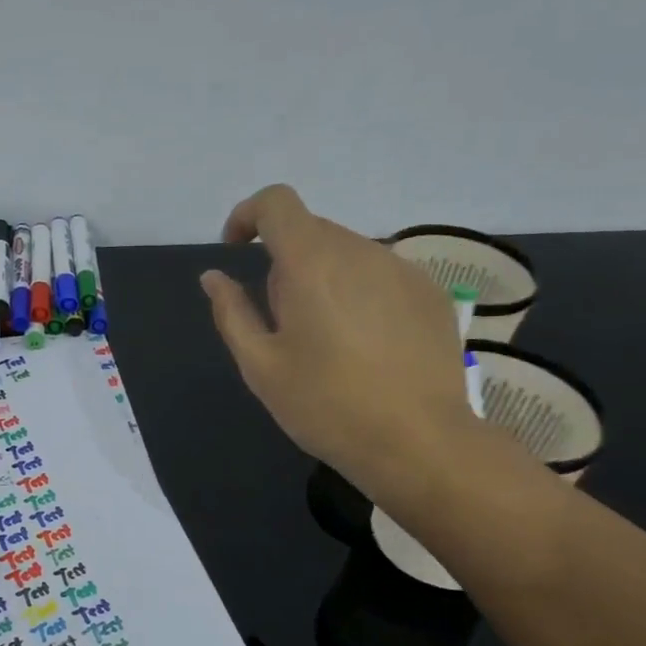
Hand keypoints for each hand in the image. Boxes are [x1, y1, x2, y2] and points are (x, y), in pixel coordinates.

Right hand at [200, 185, 473, 486]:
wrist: (419, 442)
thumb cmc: (326, 406)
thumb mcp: (261, 367)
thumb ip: (232, 313)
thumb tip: (214, 277)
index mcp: (312, 263)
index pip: (277, 203)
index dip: (249, 216)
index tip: (238, 251)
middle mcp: (361, 250)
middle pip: (311, 232)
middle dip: (285, 263)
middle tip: (282, 322)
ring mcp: (402, 269)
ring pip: (348, 254)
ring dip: (325, 279)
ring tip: (328, 341)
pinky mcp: (430, 293)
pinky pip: (381, 275)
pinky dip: (361, 294)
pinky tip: (367, 347)